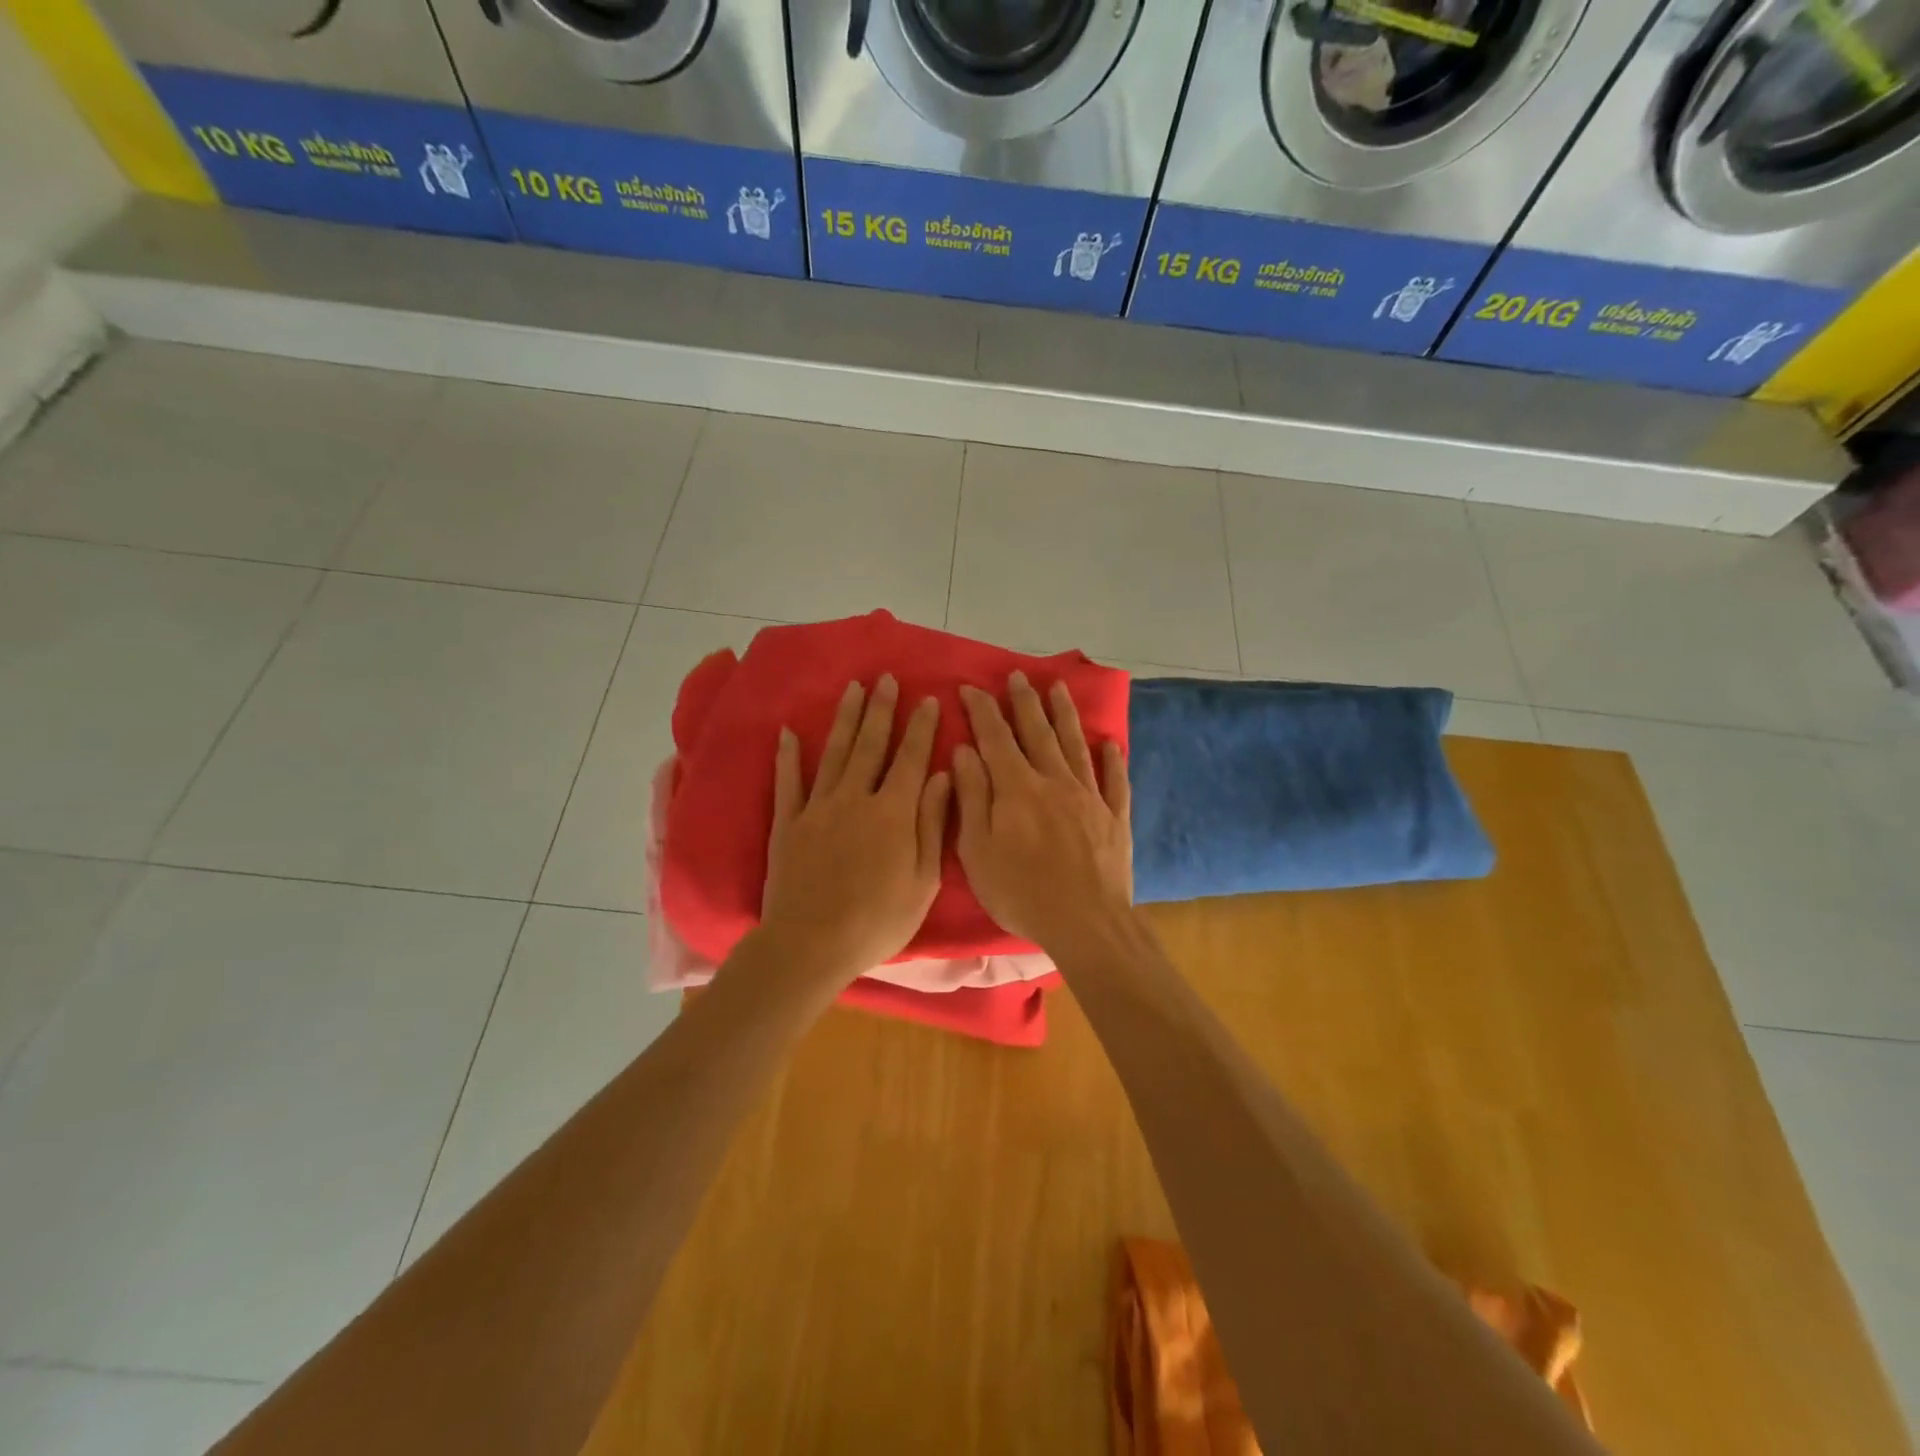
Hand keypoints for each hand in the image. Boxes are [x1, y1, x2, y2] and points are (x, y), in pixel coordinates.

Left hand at [756, 675, 950, 991]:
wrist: (811, 944)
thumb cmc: (878, 920)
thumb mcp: (923, 880)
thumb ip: (932, 824)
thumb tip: (943, 776)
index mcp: (893, 812)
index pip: (910, 758)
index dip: (919, 727)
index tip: (926, 698)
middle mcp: (855, 798)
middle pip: (870, 745)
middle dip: (880, 709)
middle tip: (885, 678)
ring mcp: (818, 807)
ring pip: (834, 753)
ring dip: (845, 719)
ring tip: (853, 689)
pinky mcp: (788, 823)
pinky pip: (789, 782)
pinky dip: (788, 756)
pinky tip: (788, 732)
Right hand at [953, 672, 1132, 951]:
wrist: (1086, 922)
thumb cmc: (1021, 892)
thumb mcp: (977, 849)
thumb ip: (972, 796)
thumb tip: (965, 751)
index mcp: (1017, 787)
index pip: (996, 737)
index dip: (982, 710)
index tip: (971, 687)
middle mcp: (1054, 781)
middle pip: (1038, 732)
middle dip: (1024, 701)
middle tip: (1018, 675)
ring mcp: (1090, 797)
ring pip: (1075, 745)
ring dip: (1064, 715)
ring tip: (1058, 688)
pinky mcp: (1114, 817)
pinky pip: (1114, 780)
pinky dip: (1112, 759)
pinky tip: (1110, 743)